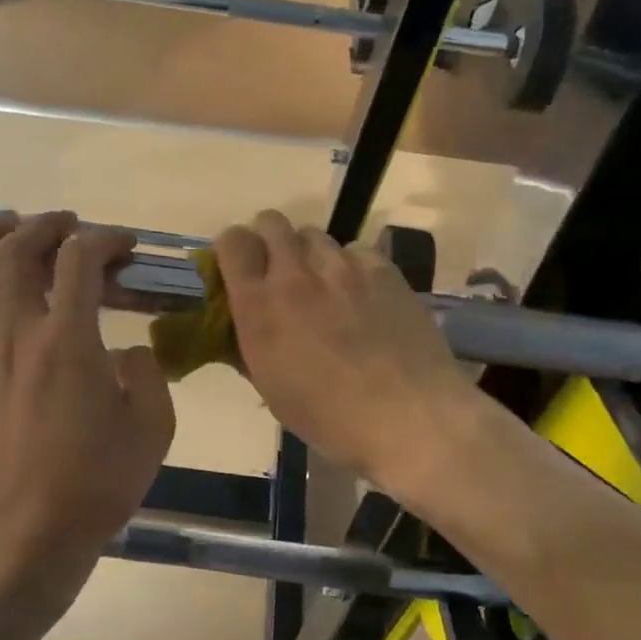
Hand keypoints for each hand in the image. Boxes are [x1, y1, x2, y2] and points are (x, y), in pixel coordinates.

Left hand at [0, 212, 175, 608]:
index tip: (127, 246)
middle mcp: (19, 335)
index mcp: (70, 339)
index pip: (81, 260)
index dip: (106, 239)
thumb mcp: (153, 423)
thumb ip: (147, 372)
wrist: (34, 532)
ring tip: (4, 224)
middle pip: (17, 253)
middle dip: (45, 225)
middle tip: (69, 224)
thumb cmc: (100, 480)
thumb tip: (127, 353)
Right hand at [214, 210, 475, 488]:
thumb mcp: (271, 389)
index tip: (242, 268)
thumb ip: (249, 346)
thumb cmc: (330, 417)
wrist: (407, 417)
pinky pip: (356, 250)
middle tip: (282, 272)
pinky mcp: (382, 269)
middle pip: (271, 222)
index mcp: (259, 306)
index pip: (232, 241)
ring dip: (311, 255)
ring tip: (327, 288)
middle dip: (270, 241)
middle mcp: (295, 275)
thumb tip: (241, 326)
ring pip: (314, 235)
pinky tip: (364, 296)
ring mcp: (342, 267)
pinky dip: (352, 266)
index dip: (234, 249)